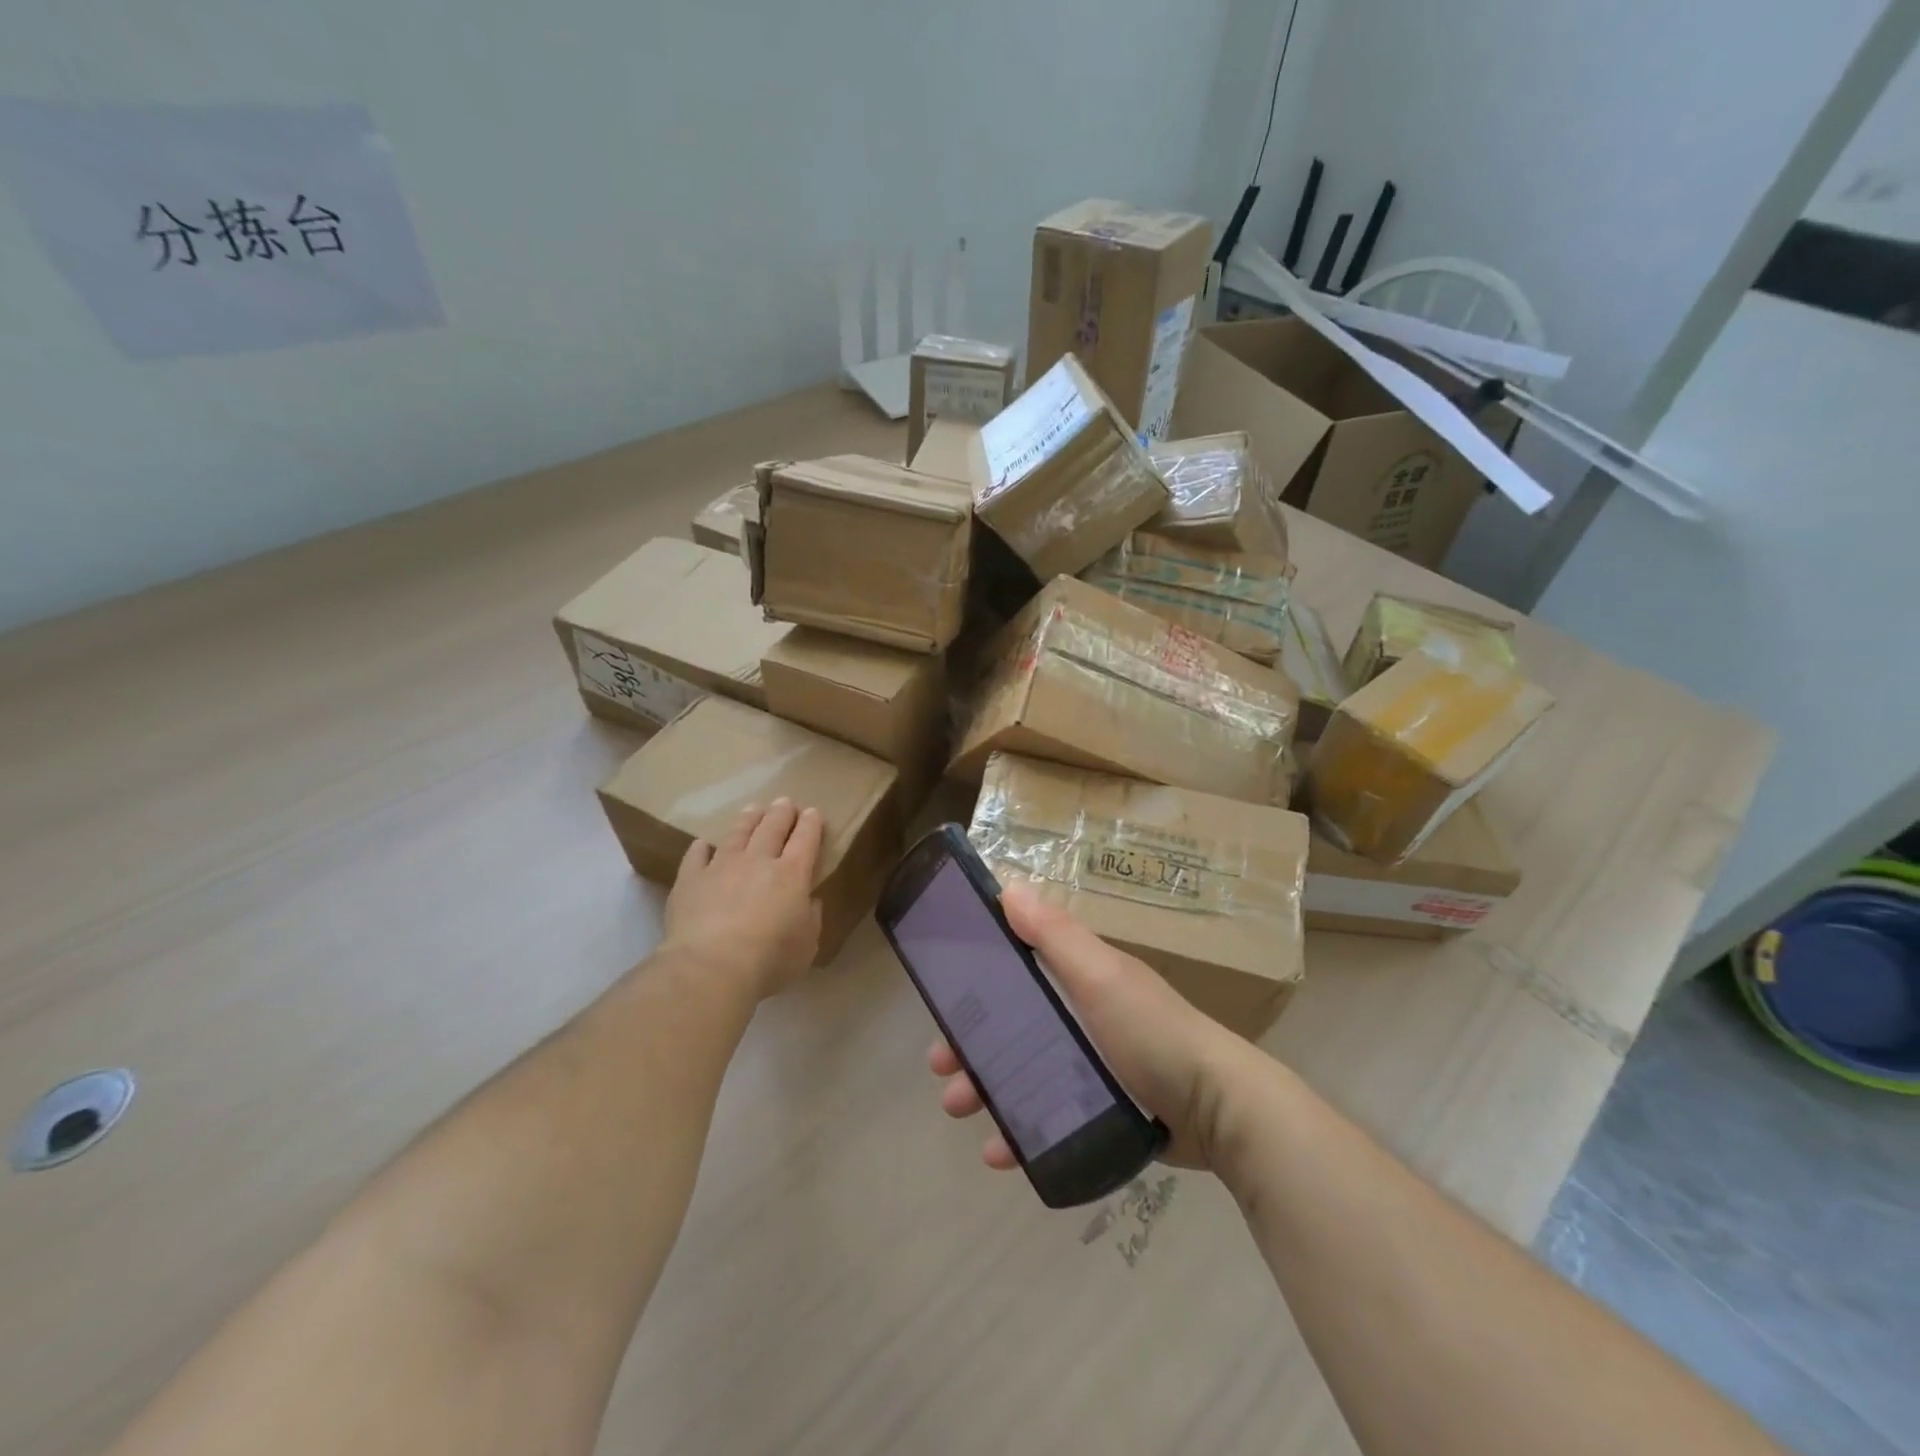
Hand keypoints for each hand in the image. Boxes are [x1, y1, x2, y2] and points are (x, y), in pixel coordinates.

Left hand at [663, 798, 823, 997]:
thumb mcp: (807, 945)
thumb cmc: (769, 959)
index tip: (812, 812)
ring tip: (753, 809)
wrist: (711, 967)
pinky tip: (704, 844)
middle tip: (784, 802)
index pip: (805, 839)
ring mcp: (721, 866)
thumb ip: (811, 919)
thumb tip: (810, 901)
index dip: (810, 823)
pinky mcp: (691, 879)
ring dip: (748, 819)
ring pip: (737, 833)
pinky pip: (696, 855)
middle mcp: (758, 861)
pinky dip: (702, 848)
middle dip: (781, 812)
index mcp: (792, 874)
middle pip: (772, 827)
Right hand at [927, 881, 1257, 1170]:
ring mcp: (1092, 1064)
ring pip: (1023, 1072)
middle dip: (972, 1043)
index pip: (1016, 968)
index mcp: (1080, 977)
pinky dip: (1019, 1130)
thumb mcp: (1101, 976)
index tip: (942, 1001)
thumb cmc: (1153, 1033)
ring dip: (985, 1087)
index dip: (976, 981)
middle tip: (940, 1067)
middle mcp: (1081, 1015)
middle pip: (1012, 1024)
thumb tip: (1008, 886)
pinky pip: (1047, 1116)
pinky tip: (999, 1154)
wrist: (1219, 1111)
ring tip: (960, 1111)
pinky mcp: (1101, 1110)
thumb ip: (1055, 936)